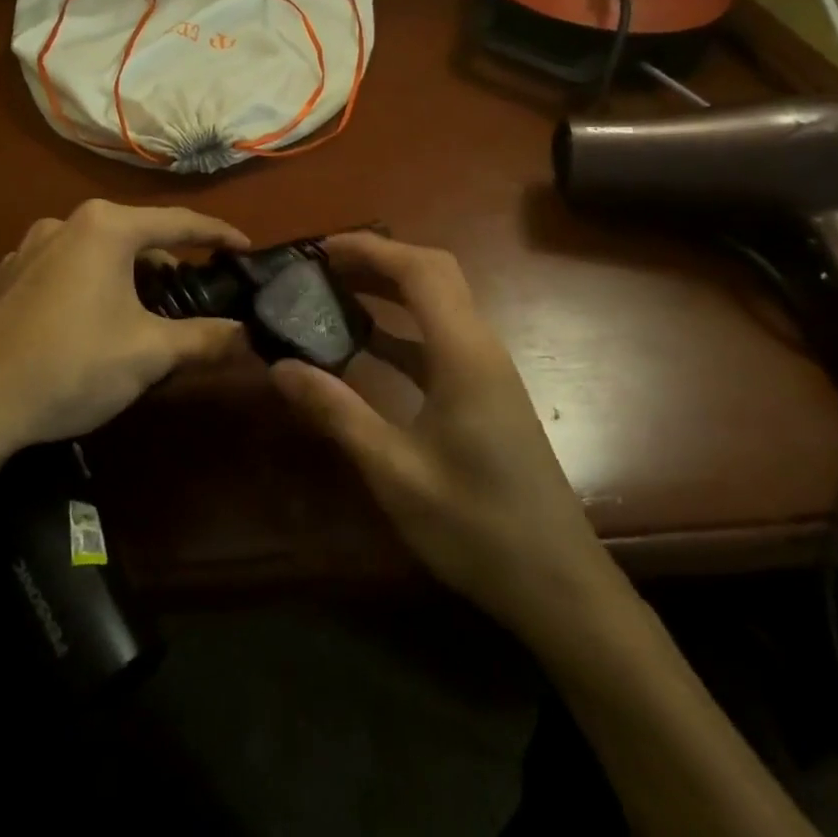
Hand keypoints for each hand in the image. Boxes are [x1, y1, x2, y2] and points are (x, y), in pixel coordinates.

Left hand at [0, 200, 249, 460]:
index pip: (179, 222)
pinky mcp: (0, 277)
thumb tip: (248, 335)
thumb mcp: (149, 354)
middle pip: (133, 235)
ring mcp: (24, 248)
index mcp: (105, 228)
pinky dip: (80, 286)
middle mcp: (63, 223)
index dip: (217, 234)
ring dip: (121, 274)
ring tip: (133, 313)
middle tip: (186, 295)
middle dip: (165, 262)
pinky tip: (79, 323)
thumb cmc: (73, 367)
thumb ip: (205, 338)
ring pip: (92, 252)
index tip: (244, 247)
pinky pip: (57, 271)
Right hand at [269, 232, 614, 637]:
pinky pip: (439, 337)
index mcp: (463, 354)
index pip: (419, 270)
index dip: (369, 250)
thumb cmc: (476, 527)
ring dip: (390, 289)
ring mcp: (486, 370)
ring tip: (335, 292)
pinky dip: (401, 326)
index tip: (319, 250)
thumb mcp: (394, 471)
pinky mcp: (485, 392)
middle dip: (378, 260)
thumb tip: (279, 366)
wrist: (558, 587)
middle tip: (322, 267)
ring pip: (438, 303)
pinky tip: (365, 344)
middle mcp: (480, 347)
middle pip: (433, 273)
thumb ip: (336, 411)